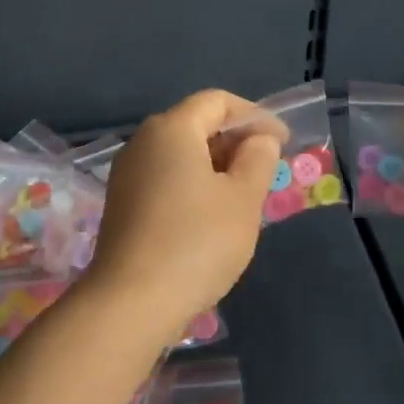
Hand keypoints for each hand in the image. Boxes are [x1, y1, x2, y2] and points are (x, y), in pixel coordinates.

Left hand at [83, 89, 280, 345]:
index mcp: (171, 129)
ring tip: (243, 195)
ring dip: (215, 166)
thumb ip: (258, 159)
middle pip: (195, 124)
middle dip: (234, 141)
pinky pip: (164, 178)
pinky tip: (210, 216)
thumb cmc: (196, 242)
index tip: (281, 143)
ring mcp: (126, 173)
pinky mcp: (121, 203)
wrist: (131, 301)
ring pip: (179, 154)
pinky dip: (192, 184)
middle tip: (266, 171)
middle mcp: (142, 142)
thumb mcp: (243, 199)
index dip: (254, 116)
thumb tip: (259, 139)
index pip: (217, 101)